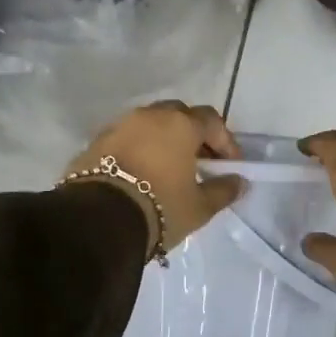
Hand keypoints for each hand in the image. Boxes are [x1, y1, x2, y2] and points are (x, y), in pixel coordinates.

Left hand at [66, 102, 244, 258]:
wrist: (98, 221)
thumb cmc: (160, 208)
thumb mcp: (199, 207)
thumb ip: (223, 190)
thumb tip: (239, 182)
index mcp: (181, 125)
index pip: (212, 121)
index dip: (225, 141)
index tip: (229, 166)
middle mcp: (150, 116)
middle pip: (179, 115)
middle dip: (193, 134)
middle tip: (199, 161)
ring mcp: (120, 125)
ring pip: (150, 124)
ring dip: (163, 140)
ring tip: (168, 169)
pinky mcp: (96, 142)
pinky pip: (127, 139)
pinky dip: (139, 149)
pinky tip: (141, 174)